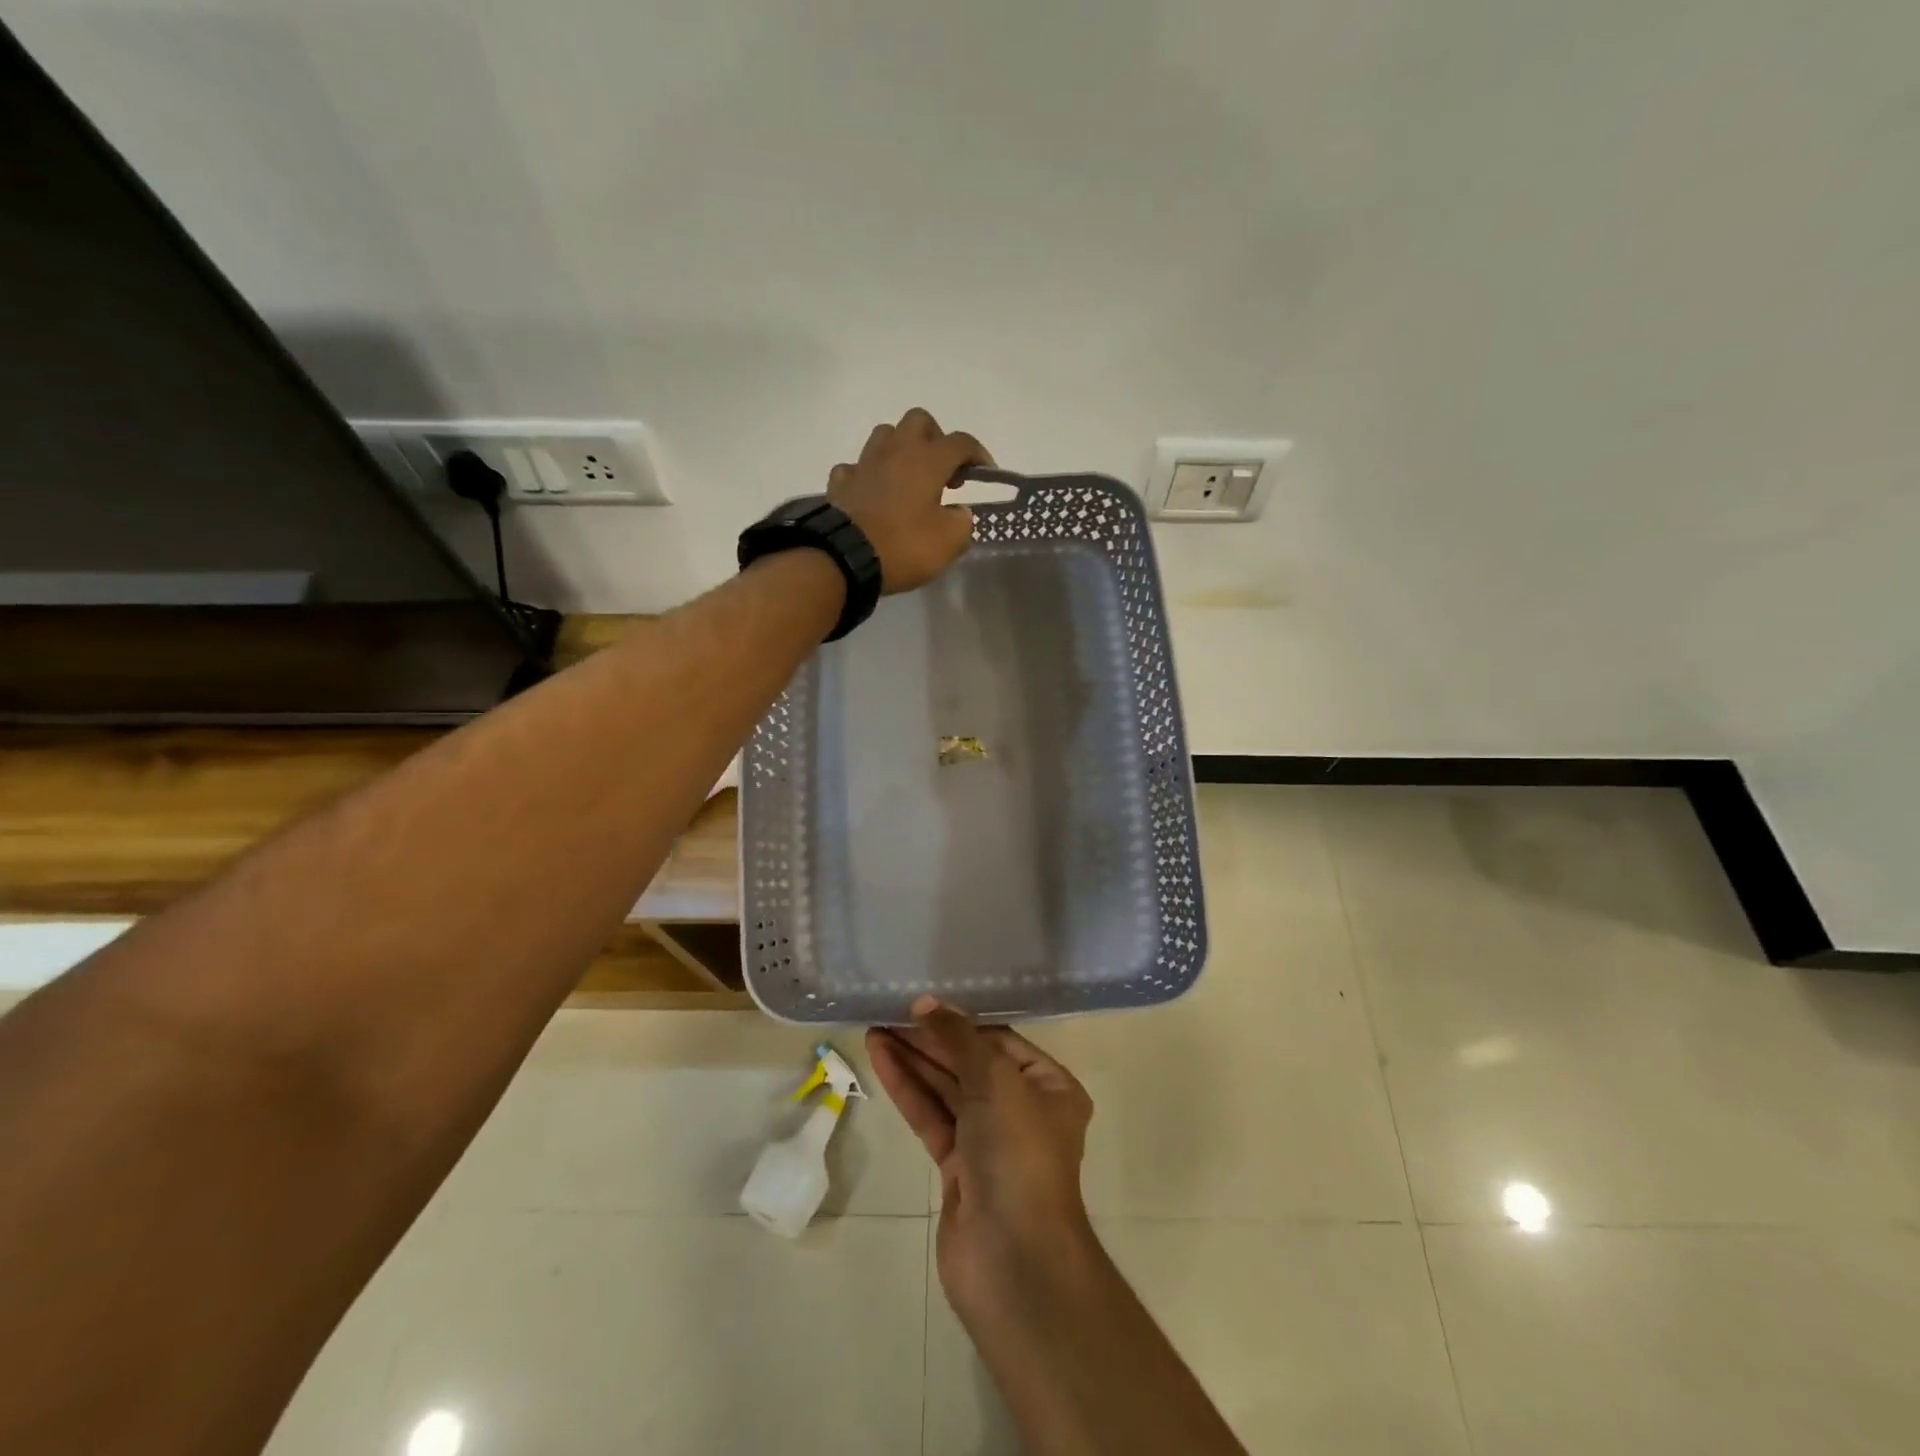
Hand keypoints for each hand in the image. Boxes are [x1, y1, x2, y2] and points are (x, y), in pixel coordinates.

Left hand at [829, 409, 991, 592]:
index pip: (961, 442)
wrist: (845, 557)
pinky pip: (857, 467)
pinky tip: (874, 494)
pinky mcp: (841, 483)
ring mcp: (864, 464)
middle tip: (942, 471)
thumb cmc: (904, 546)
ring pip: (885, 436)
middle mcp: (896, 452)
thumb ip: (962, 522)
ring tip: (909, 479)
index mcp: (927, 460)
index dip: (978, 453)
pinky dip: (868, 476)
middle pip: (919, 421)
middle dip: (936, 439)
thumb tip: (958, 513)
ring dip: (901, 450)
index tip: (986, 473)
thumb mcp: (949, 542)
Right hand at [868, 997, 1095, 1319]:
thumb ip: (958, 1038)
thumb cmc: (1018, 1154)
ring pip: (947, 1089)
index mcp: (1050, 1087)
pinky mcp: (958, 1169)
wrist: (1013, 1260)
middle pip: (970, 1063)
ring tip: (874, 1029)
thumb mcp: (995, 1081)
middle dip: (931, 1040)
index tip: (921, 1004)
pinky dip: (908, 1090)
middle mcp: (1023, 1110)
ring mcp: (989, 1142)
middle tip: (889, 1013)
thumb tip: (926, 1003)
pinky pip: (931, 1117)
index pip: (1000, 1041)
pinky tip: (881, 1060)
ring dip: (913, 1061)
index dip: (961, 1021)